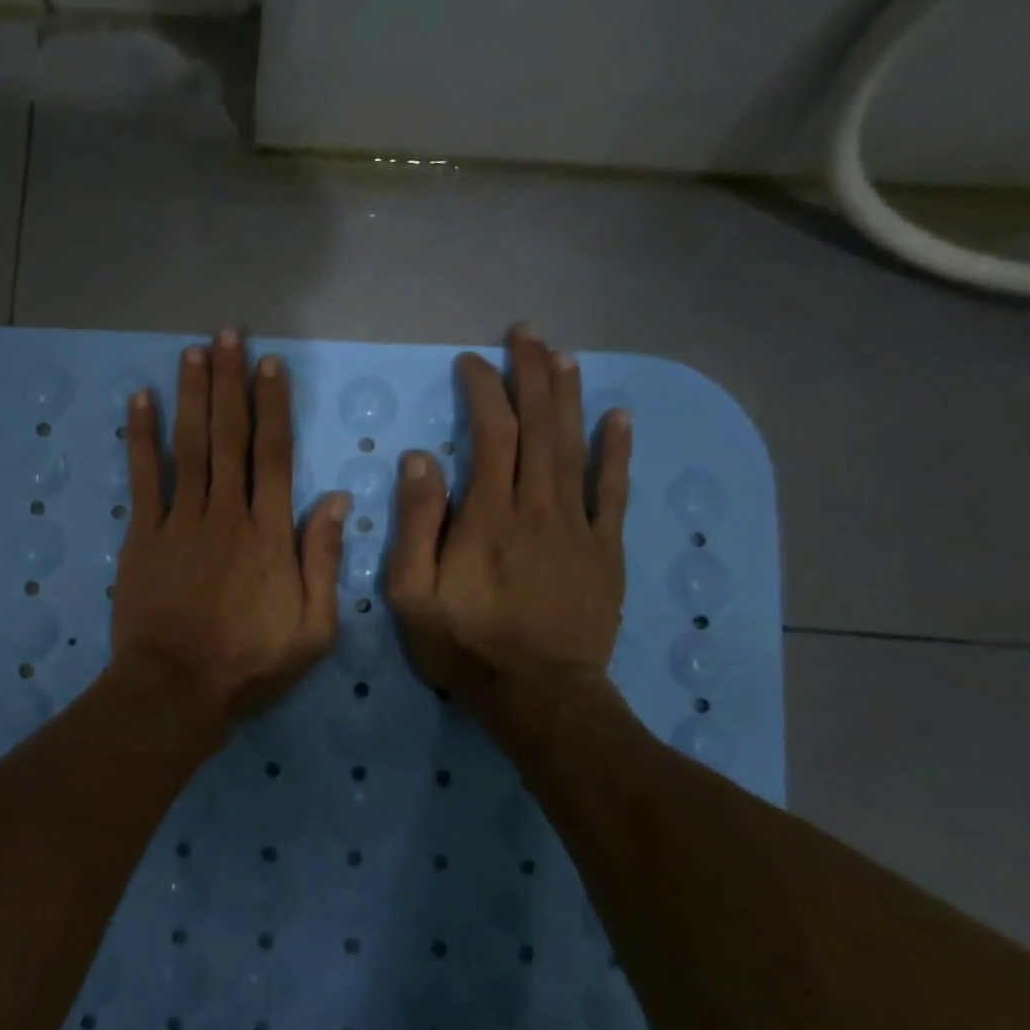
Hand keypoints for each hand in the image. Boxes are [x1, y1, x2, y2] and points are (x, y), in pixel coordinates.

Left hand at [111, 329, 348, 736]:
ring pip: (190, 446)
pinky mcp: (143, 536)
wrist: (175, 690)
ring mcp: (181, 521)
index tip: (270, 365)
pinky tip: (141, 400)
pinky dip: (141, 438)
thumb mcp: (313, 629)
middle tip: (229, 334)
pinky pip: (143, 478)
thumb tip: (335, 500)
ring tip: (194, 351)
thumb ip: (323, 561)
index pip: (275, 455)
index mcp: (270, 534)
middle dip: (231, 381)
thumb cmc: (249, 665)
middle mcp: (227, 514)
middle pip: (230, 436)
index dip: (274, 406)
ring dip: (192, 395)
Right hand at [386, 326, 631, 712]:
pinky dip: (616, 452)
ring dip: (569, 397)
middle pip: (538, 427)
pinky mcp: (605, 550)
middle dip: (531, 374)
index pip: (490, 433)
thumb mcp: (412, 592)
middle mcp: (536, 507)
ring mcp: (577, 526)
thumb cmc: (466, 644)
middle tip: (526, 334)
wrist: (539, 694)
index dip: (483, 391)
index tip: (470, 364)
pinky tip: (618, 417)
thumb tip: (422, 459)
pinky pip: (613, 492)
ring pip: (575, 447)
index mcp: (487, 515)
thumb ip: (416, 523)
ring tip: (563, 356)